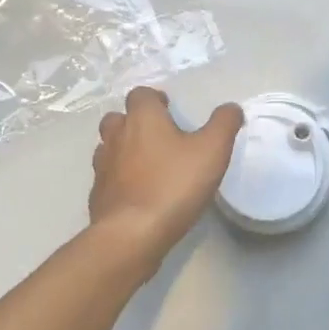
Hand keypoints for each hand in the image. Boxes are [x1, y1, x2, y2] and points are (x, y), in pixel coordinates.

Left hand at [89, 87, 243, 270]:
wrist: (131, 235)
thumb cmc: (173, 184)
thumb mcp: (213, 150)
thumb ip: (224, 124)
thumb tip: (231, 108)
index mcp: (142, 119)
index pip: (140, 94)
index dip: (154, 99)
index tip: (170, 110)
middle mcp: (117, 137)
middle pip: (117, 118)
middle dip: (133, 121)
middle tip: (157, 135)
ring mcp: (103, 167)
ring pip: (108, 147)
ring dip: (123, 149)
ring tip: (146, 163)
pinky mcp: (97, 196)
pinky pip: (106, 178)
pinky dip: (118, 179)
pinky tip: (137, 193)